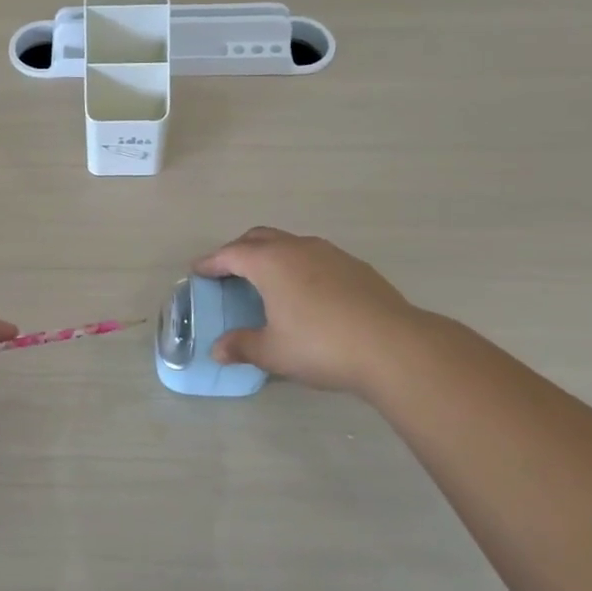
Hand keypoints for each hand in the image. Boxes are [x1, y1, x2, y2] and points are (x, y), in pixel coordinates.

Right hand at [194, 227, 426, 395]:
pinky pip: (315, 257)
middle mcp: (297, 248)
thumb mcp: (273, 352)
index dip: (211, 263)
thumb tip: (218, 350)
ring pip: (290, 243)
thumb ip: (242, 346)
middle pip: (259, 238)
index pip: (230, 254)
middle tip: (228, 271)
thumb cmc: (321, 345)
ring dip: (271, 255)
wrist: (393, 346)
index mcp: (270, 262)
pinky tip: (306, 292)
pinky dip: (299, 266)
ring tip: (266, 280)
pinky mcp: (355, 267)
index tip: (198, 271)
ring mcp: (330, 254)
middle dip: (239, 250)